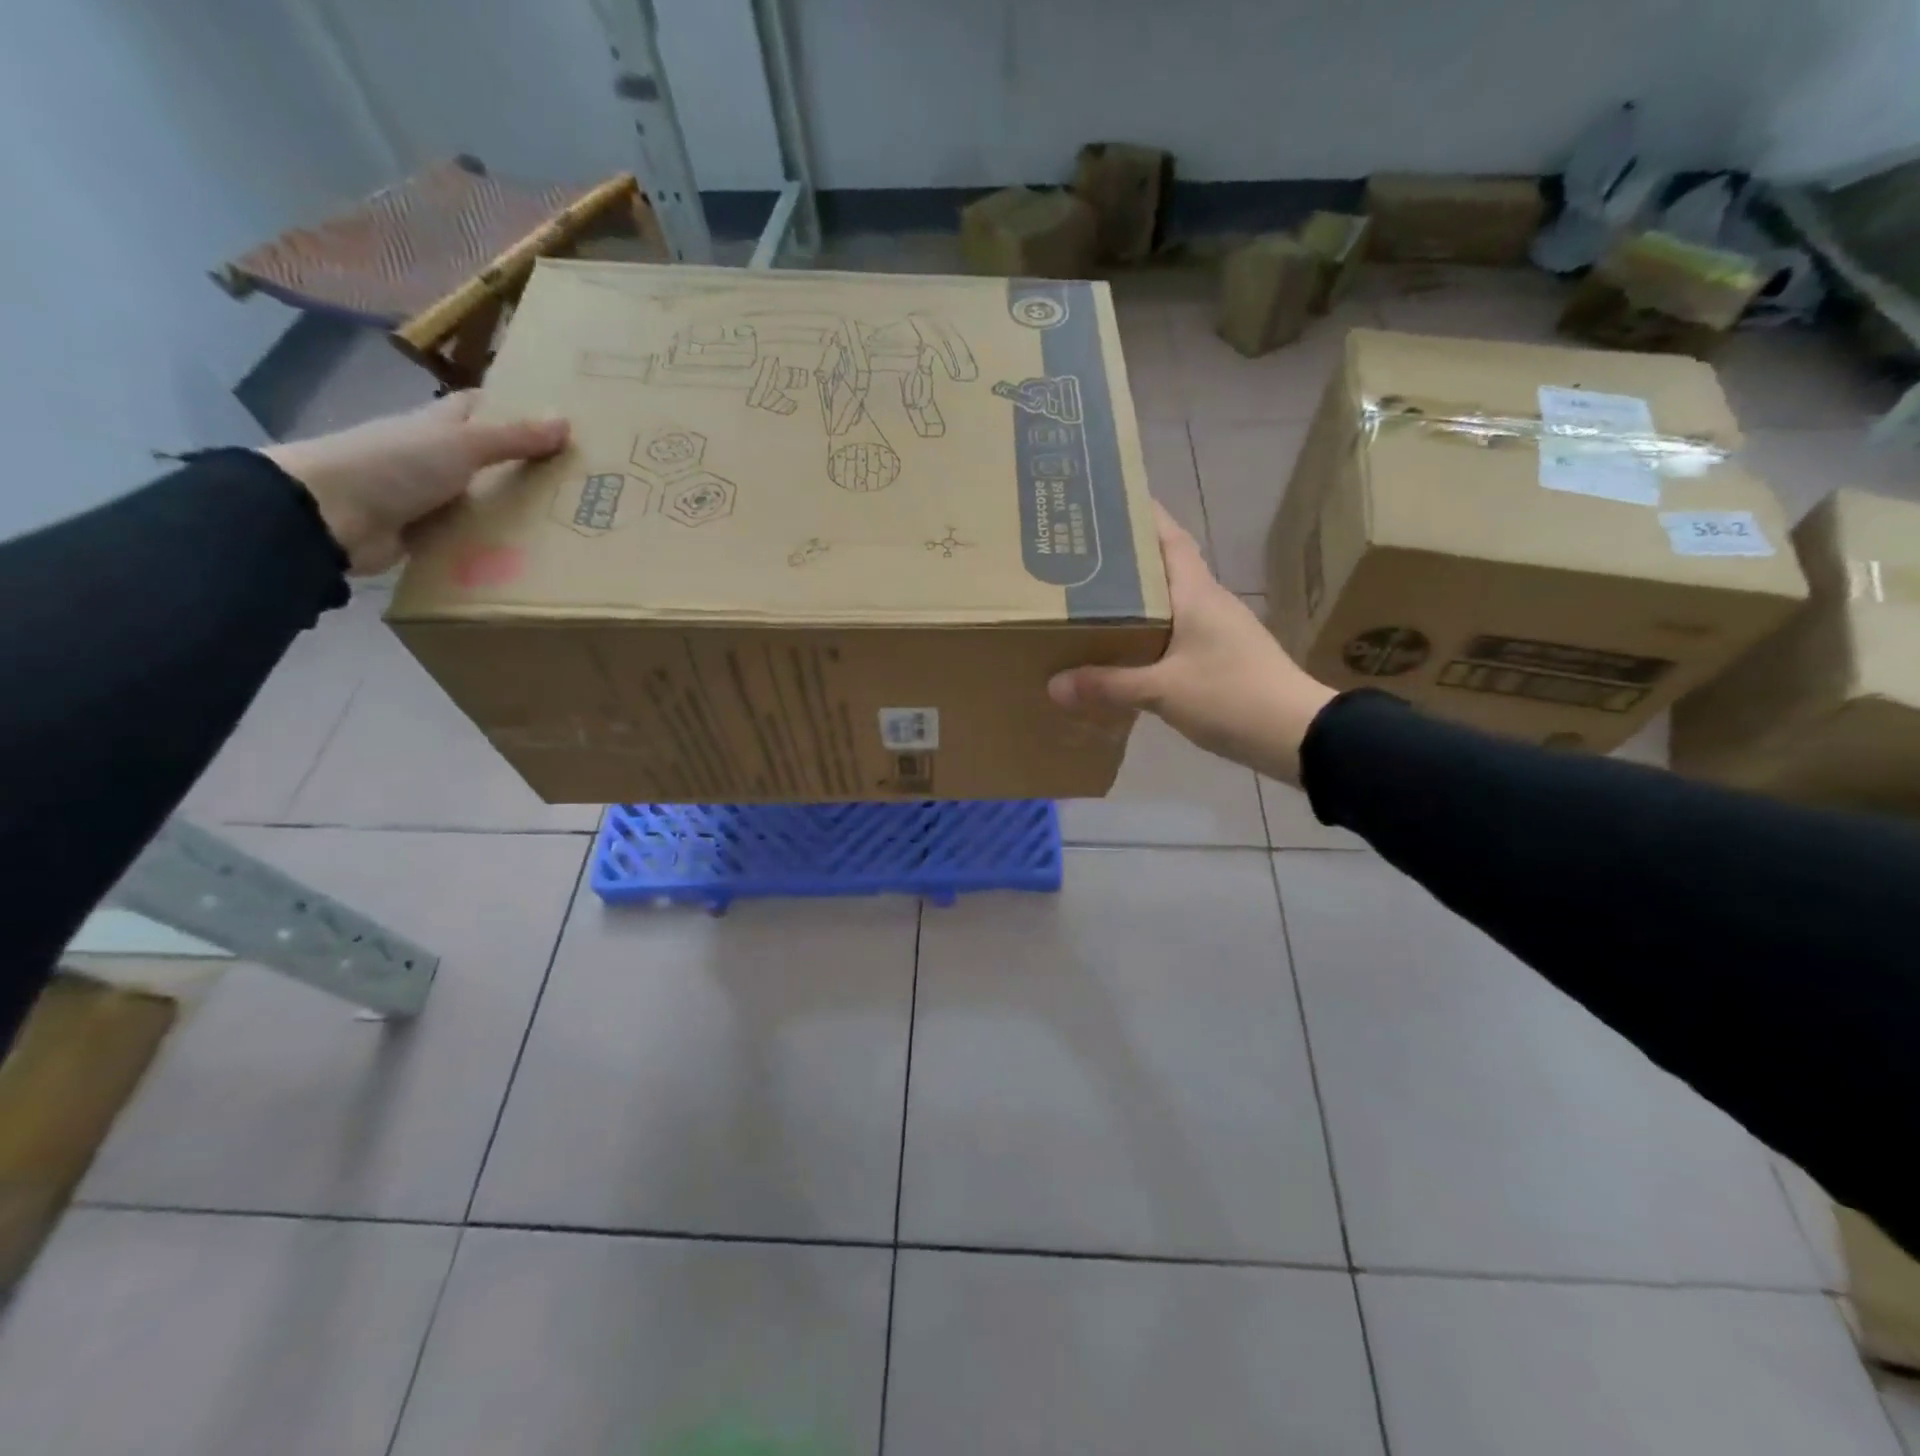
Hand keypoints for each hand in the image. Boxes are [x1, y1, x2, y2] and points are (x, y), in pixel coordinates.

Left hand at [263, 392, 568, 574]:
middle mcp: (433, 459)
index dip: (512, 409)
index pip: (478, 408)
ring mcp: (427, 498)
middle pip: (486, 458)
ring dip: (513, 512)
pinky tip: (529, 556)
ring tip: (567, 525)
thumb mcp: (461, 445)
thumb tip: (565, 421)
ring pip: (481, 501)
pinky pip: (469, 539)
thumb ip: (512, 438)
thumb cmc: (394, 464)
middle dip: (524, 467)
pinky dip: (492, 546)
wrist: (330, 515)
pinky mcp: (425, 536)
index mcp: (437, 427)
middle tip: (577, 483)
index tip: (555, 422)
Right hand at [1048, 502, 1337, 782]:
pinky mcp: (1220, 657)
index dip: (1143, 514)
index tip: (1108, 499)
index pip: (1169, 538)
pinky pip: (1174, 632)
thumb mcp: (1163, 691)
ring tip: (1089, 599)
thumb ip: (1108, 686)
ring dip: (1135, 597)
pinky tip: (1122, 647)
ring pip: (1168, 602)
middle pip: (1163, 567)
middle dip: (1125, 557)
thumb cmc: (1232, 696)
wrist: (1297, 734)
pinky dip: (1147, 631)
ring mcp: (1217, 630)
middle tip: (1079, 555)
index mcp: (1197, 593)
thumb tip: (1053, 684)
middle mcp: (1208, 602)